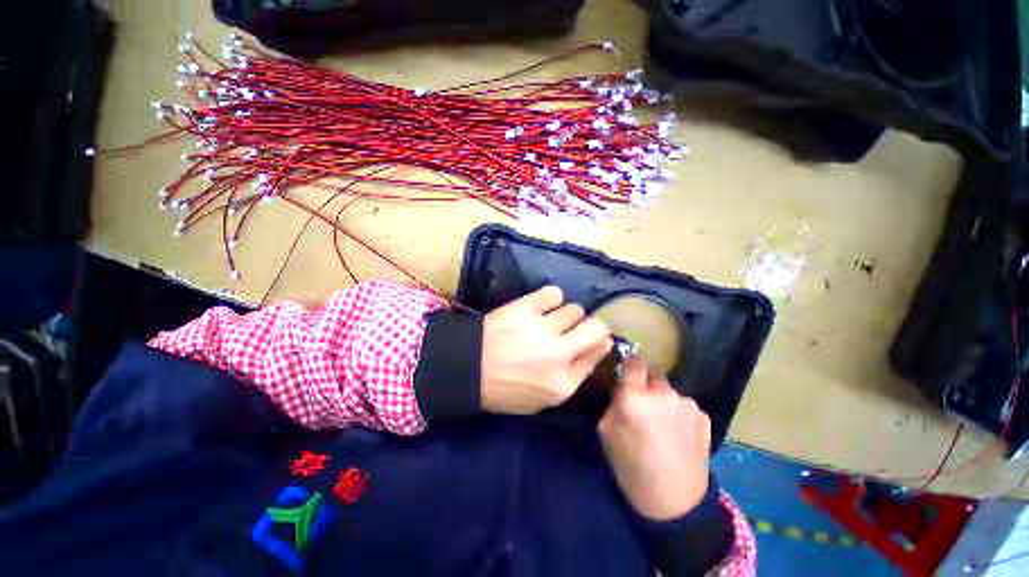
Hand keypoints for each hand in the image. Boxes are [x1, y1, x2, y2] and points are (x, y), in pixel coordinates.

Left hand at [481, 286, 612, 414]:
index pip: (598, 352)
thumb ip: (573, 377)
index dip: (598, 342)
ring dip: (566, 314)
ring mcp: (542, 329)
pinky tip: (541, 306)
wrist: (467, 369)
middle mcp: (559, 354)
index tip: (593, 338)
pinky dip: (551, 298)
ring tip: (549, 319)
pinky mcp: (526, 309)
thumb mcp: (543, 399)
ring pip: (575, 309)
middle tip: (574, 328)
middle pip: (596, 327)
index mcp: (564, 383)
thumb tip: (598, 346)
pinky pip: (553, 293)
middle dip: (591, 326)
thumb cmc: (505, 389)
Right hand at [598, 356, 711, 520]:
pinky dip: (678, 413)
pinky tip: (678, 435)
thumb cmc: (632, 467)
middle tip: (642, 407)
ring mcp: (688, 404)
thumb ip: (614, 402)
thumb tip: (621, 386)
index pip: (634, 360)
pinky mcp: (704, 416)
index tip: (626, 373)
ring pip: (669, 391)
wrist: (674, 503)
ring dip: (663, 400)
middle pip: (652, 374)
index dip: (629, 364)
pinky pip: (684, 406)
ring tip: (662, 426)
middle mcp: (664, 393)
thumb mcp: (606, 431)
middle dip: (645, 386)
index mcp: (636, 397)